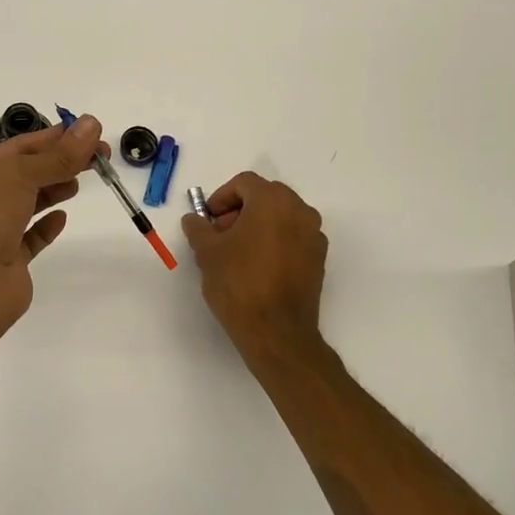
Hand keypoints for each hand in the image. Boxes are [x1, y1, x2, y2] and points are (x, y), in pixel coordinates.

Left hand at [0, 115, 102, 344]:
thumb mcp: (20, 176)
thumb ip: (58, 155)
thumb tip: (91, 124)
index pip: (16, 148)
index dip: (52, 138)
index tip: (87, 133)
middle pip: (24, 175)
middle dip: (58, 163)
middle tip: (97, 157)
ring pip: (26, 205)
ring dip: (52, 190)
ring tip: (78, 183)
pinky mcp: (6, 261)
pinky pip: (29, 238)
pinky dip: (46, 226)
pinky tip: (62, 218)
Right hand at [181, 172, 328, 356]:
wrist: (276, 331)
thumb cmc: (239, 283)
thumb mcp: (207, 252)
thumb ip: (198, 228)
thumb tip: (194, 220)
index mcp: (273, 202)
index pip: (244, 183)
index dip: (221, 197)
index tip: (208, 220)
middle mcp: (300, 211)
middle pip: (266, 196)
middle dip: (240, 210)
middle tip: (220, 234)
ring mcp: (314, 236)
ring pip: (282, 217)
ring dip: (258, 225)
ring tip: (237, 252)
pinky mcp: (319, 259)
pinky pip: (293, 237)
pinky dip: (275, 241)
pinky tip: (257, 266)